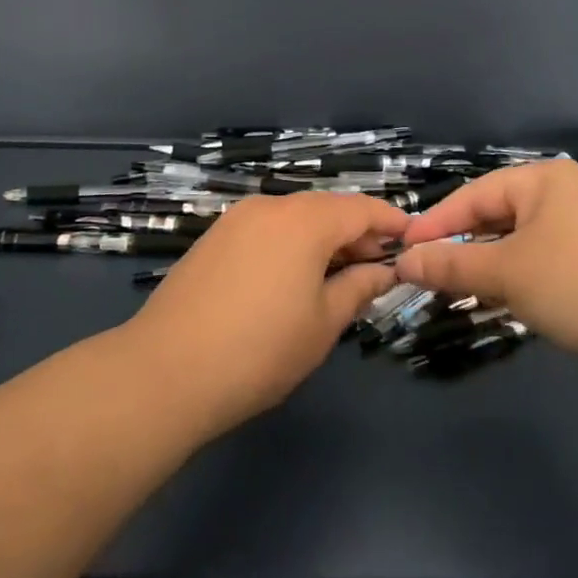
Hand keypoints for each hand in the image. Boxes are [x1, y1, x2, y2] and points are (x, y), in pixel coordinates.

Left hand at [123, 193, 407, 435]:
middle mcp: (271, 206)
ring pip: (295, 218)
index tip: (412, 241)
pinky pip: (267, 229)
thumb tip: (383, 270)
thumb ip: (359, 288)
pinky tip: (293, 278)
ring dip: (323, 239)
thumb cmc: (260, 350)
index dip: (391, 222)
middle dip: (357, 233)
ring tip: (337, 277)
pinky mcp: (214, 238)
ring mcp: (237, 219)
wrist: (165, 371)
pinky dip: (291, 244)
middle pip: (327, 209)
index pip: (362, 208)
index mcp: (305, 220)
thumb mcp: (323, 323)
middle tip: (378, 268)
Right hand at [394, 162, 577, 360]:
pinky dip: (520, 274)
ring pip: (519, 239)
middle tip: (429, 275)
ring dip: (489, 264)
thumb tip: (405, 261)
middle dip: (463, 246)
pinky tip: (504, 299)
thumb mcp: (507, 274)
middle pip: (497, 214)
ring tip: (460, 290)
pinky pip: (544, 256)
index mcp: (542, 179)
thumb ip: (452, 264)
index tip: (403, 250)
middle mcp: (563, 191)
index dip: (436, 223)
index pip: (474, 194)